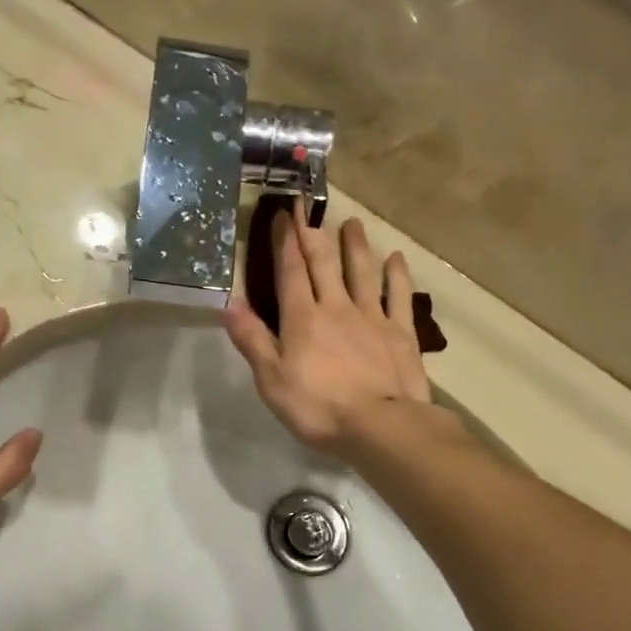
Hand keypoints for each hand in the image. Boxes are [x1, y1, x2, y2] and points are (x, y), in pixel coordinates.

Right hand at [223, 205, 431, 454]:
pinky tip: (396, 259)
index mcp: (302, 318)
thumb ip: (252, 340)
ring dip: (356, 245)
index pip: (289, 272)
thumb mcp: (272, 380)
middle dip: (313, 233)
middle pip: (324, 263)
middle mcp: (337, 307)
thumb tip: (229, 303)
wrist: (380, 426)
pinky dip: (397, 275)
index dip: (284, 242)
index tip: (281, 214)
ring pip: (362, 271)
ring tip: (352, 222)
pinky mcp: (400, 332)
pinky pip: (399, 296)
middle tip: (308, 205)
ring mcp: (372, 316)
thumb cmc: (318, 408)